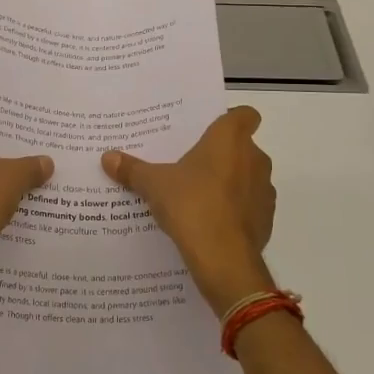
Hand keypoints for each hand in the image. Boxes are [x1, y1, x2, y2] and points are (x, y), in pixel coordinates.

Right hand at [102, 107, 275, 313]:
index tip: (211, 130)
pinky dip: (235, 210)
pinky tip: (211, 222)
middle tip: (192, 164)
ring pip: (248, 176)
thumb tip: (107, 157)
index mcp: (230, 139)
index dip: (231, 119)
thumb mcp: (154, 185)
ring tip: (199, 195)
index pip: (245, 114)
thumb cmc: (191, 205)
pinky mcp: (267, 219)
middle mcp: (254, 158)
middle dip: (222, 154)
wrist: (224, 259)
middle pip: (242, 147)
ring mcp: (264, 190)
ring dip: (230, 182)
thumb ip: (132, 169)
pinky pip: (250, 205)